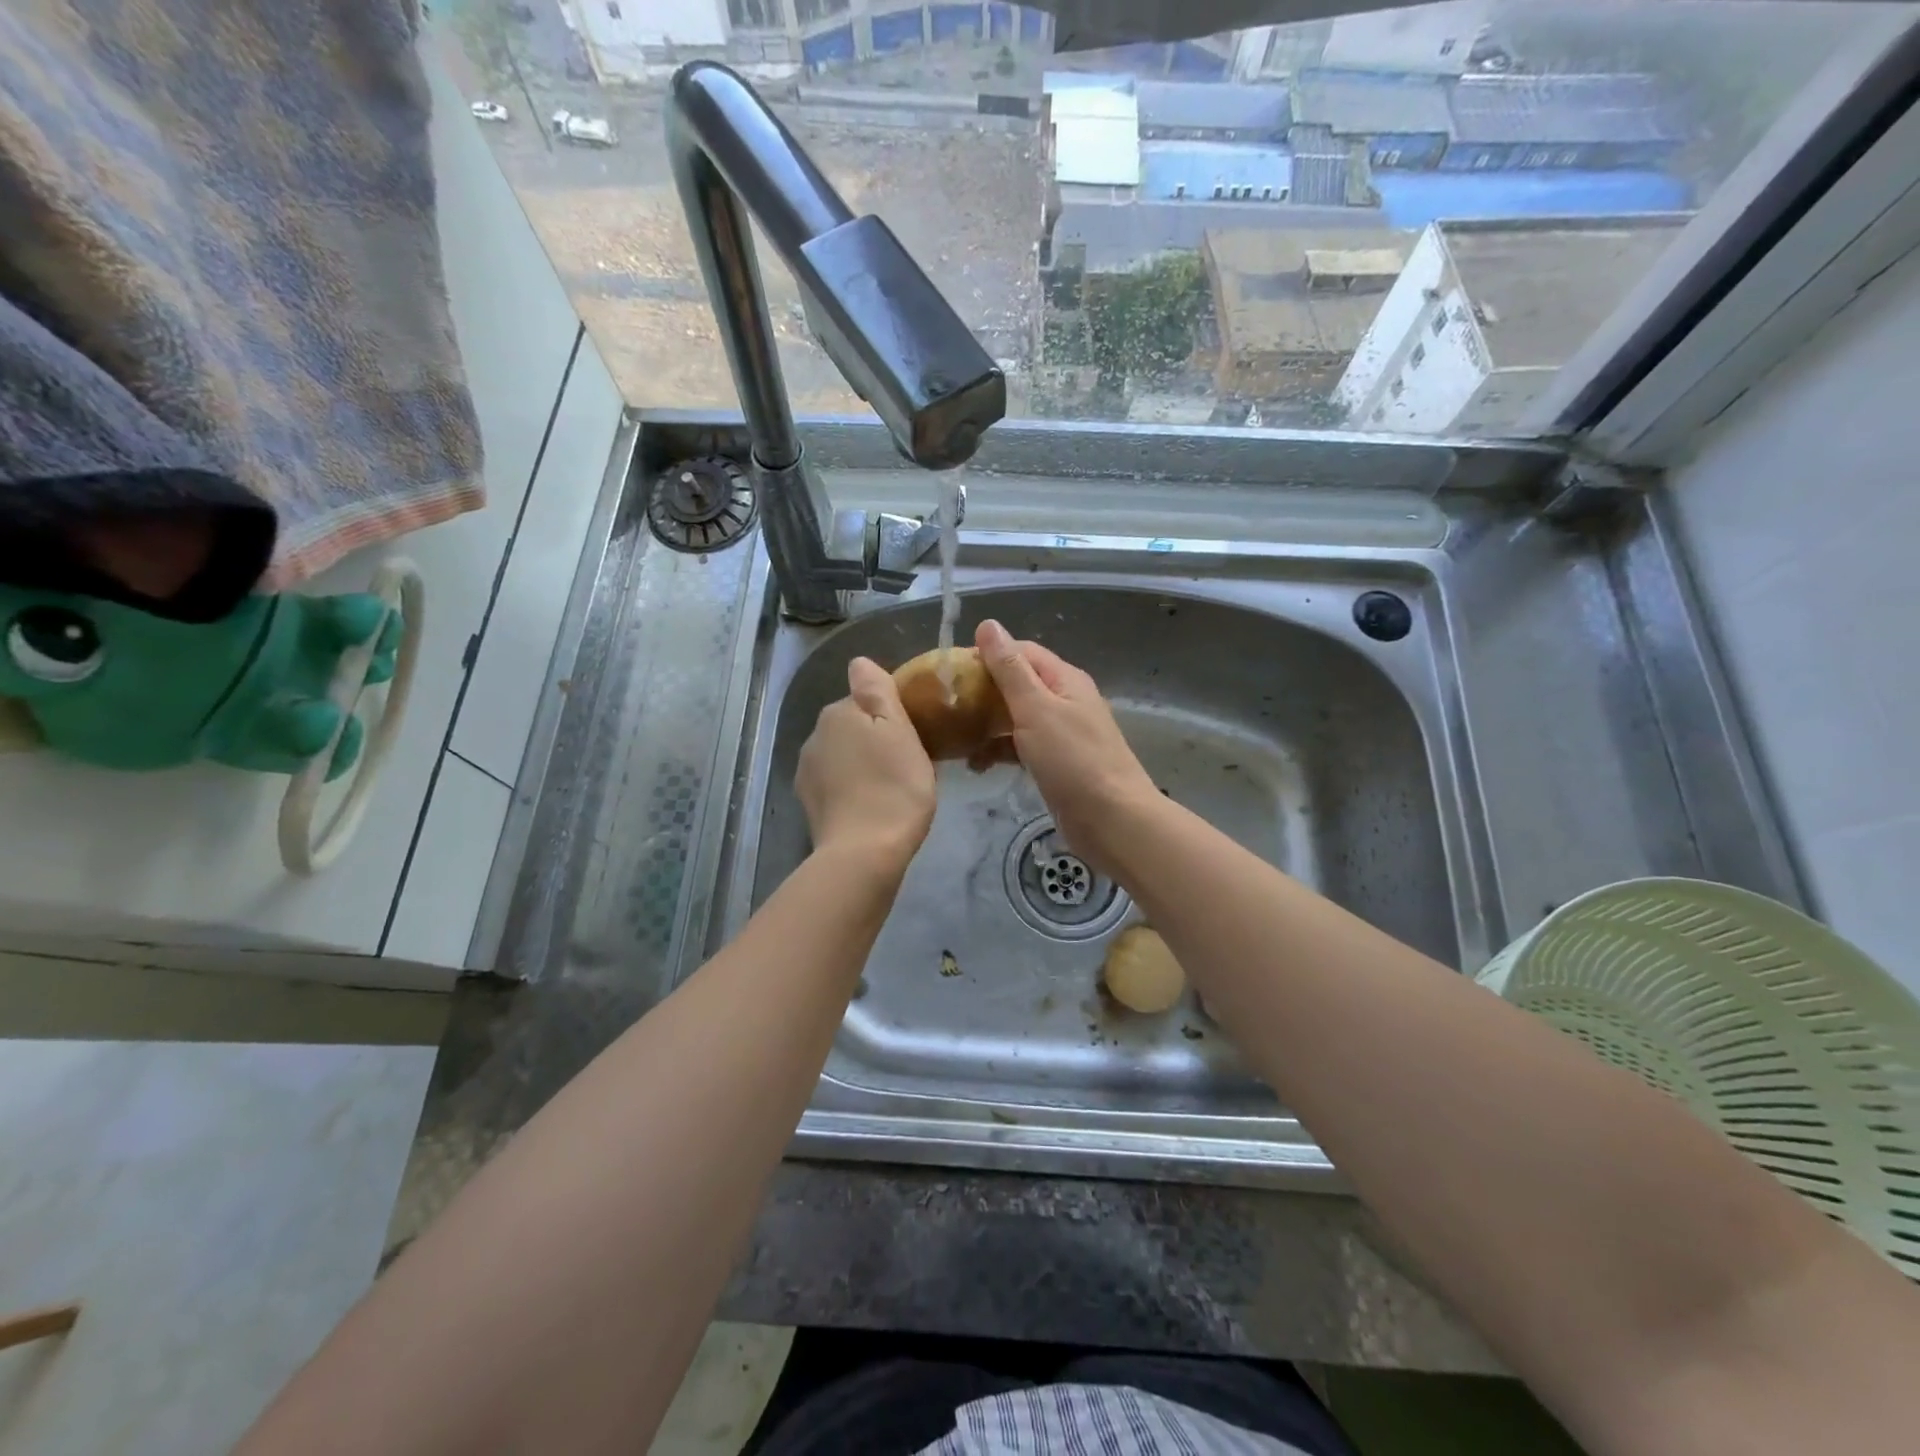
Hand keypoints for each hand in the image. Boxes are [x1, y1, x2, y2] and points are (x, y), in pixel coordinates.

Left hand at [796, 656, 935, 873]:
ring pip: (841, 755)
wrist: (865, 853)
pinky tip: (869, 806)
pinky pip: (834, 783)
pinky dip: (850, 788)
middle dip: (873, 738)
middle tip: (906, 762)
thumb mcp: (898, 730)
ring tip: (889, 788)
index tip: (913, 735)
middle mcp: (814, 736)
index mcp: (838, 713)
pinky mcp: (808, 803)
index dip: (890, 714)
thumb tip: (859, 662)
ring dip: (861, 764)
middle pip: (851, 726)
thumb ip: (877, 690)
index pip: (865, 699)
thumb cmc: (894, 787)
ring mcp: (807, 771)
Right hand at [975, 619, 1158, 871]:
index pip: (1020, 651)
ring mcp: (1062, 734)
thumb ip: (1010, 669)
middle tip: (945, 706)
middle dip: (982, 692)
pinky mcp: (1056, 764)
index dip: (986, 655)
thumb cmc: (1073, 760)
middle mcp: (1065, 700)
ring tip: (953, 736)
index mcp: (1064, 679)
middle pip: (1017, 684)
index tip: (950, 672)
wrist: (1112, 820)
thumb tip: (988, 624)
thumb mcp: (1036, 708)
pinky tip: (975, 765)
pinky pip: (1021, 747)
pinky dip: (999, 751)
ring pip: (1016, 717)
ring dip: (987, 724)